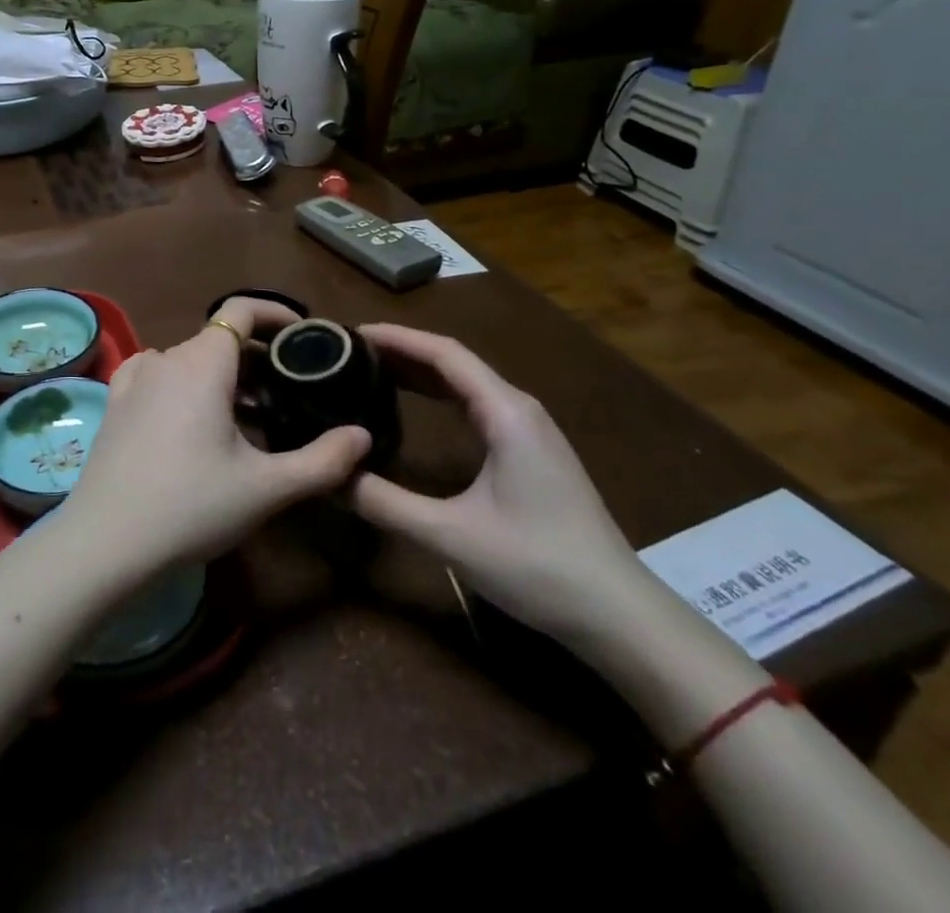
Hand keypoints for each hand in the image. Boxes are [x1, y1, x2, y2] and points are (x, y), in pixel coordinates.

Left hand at [62, 296, 371, 573]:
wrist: (106, 541)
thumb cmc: (192, 506)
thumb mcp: (267, 488)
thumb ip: (323, 461)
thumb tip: (362, 436)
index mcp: (203, 363)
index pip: (241, 310)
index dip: (276, 314)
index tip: (303, 337)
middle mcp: (166, 358)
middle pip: (219, 338)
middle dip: (257, 358)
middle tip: (288, 395)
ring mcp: (135, 378)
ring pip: (190, 359)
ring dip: (223, 375)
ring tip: (249, 416)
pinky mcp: (116, 401)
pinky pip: (159, 375)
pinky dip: (185, 383)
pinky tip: (193, 417)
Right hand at [350, 324, 645, 646]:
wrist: (621, 617)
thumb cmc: (537, 566)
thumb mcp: (450, 536)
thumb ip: (384, 503)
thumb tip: (328, 474)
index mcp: (506, 413)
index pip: (444, 353)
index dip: (397, 337)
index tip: (351, 333)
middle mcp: (520, 409)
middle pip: (454, 362)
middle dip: (402, 351)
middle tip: (350, 354)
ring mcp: (531, 432)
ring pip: (467, 384)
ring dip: (421, 373)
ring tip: (372, 372)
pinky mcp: (532, 454)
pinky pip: (478, 407)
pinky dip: (440, 397)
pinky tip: (417, 409)